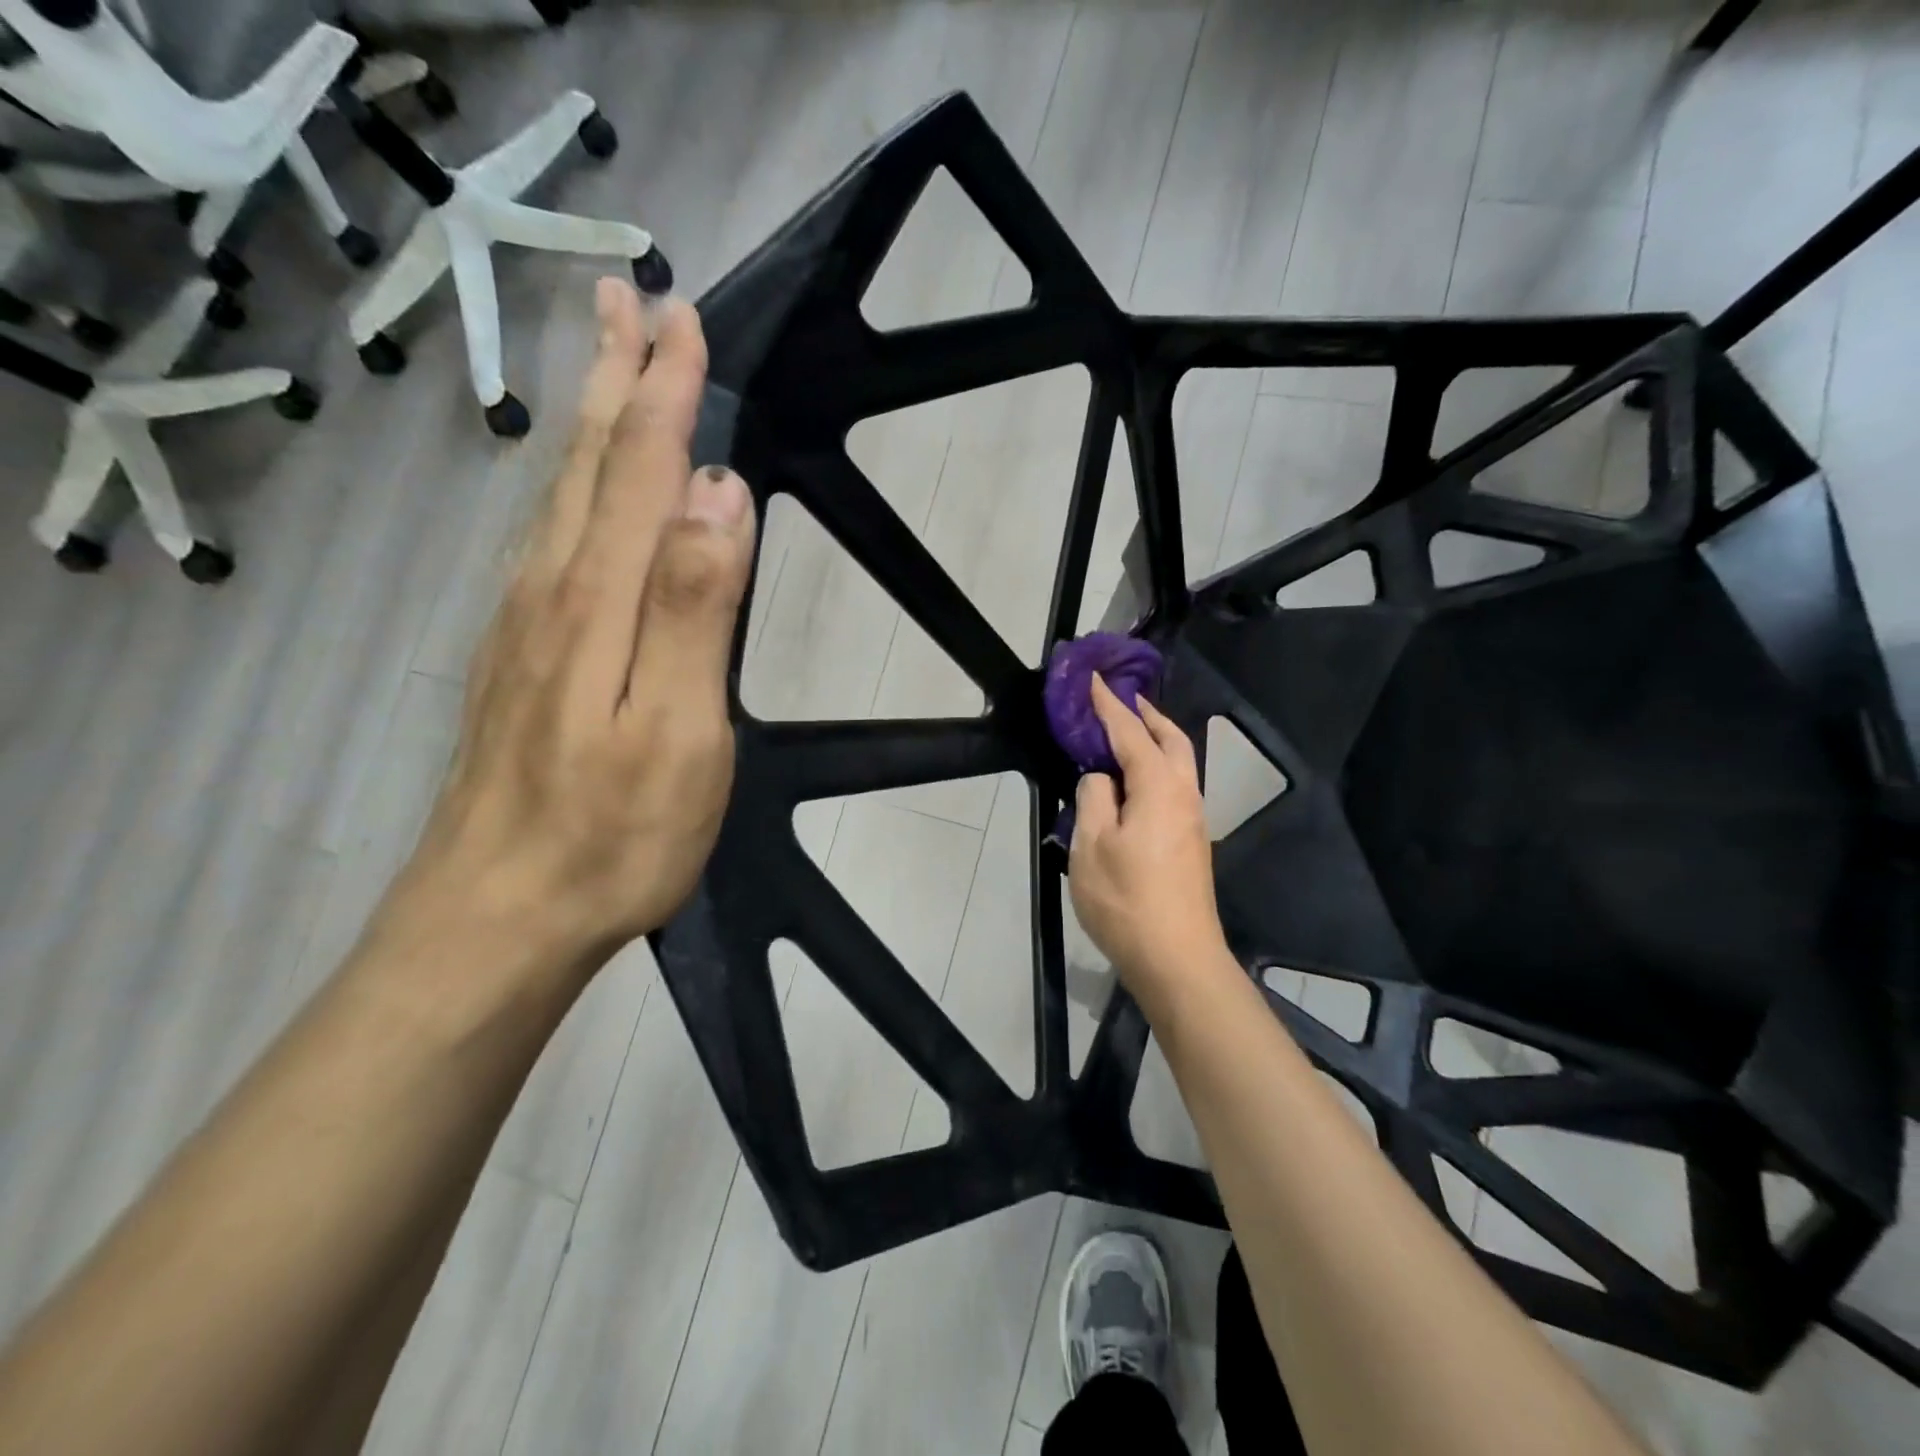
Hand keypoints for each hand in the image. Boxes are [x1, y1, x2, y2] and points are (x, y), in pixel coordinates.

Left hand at [398, 278, 755, 971]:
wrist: (497, 917)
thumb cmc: (611, 834)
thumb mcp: (678, 729)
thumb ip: (695, 608)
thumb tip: (718, 493)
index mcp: (598, 601)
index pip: (640, 470)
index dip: (665, 392)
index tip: (684, 317)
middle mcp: (551, 592)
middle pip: (588, 464)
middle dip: (615, 376)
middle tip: (629, 296)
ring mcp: (525, 625)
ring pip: (561, 496)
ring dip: (589, 421)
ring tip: (607, 364)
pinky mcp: (520, 659)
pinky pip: (549, 542)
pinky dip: (571, 487)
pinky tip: (577, 490)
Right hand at [1068, 677, 1229, 1004]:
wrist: (1177, 959)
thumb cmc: (1127, 900)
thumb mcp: (1091, 846)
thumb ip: (1093, 798)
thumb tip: (1101, 778)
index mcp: (1159, 787)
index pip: (1131, 733)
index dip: (1109, 705)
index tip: (1094, 680)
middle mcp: (1185, 795)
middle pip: (1172, 740)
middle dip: (1147, 715)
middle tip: (1121, 699)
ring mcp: (1193, 820)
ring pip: (1180, 763)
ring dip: (1156, 739)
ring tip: (1128, 732)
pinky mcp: (1191, 843)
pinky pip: (1176, 785)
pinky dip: (1158, 765)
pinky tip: (1136, 780)